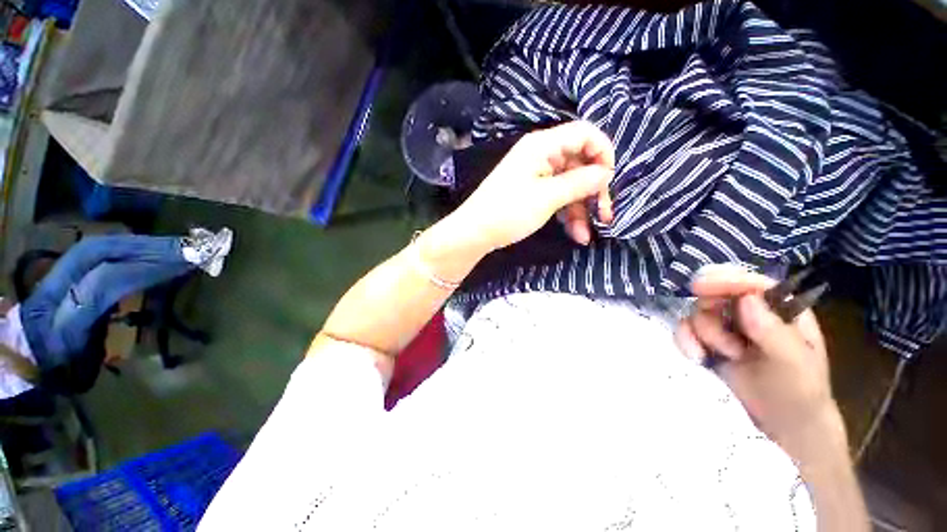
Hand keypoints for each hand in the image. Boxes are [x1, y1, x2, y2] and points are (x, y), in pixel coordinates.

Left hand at [453, 121, 614, 250]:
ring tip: (586, 234)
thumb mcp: (547, 197)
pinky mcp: (532, 192)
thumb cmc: (509, 211)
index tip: (609, 181)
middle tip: (605, 215)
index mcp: (543, 146)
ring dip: (581, 209)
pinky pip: (557, 197)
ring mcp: (536, 175)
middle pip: (579, 163)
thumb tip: (606, 173)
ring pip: (569, 185)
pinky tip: (575, 233)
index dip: (602, 153)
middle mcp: (541, 155)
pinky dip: (567, 214)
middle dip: (593, 190)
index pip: (585, 134)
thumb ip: (579, 182)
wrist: (475, 233)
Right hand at [675, 264, 842, 457]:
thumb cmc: (799, 395)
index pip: (750, 284)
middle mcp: (750, 312)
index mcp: (781, 310)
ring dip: (704, 335)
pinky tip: (698, 357)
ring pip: (696, 312)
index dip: (726, 280)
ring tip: (726, 358)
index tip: (699, 286)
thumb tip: (746, 299)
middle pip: (716, 294)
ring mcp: (726, 327)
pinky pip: (685, 329)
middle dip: (712, 317)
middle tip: (727, 346)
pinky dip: (685, 341)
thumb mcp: (795, 366)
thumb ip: (774, 333)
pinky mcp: (707, 341)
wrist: (780, 426)